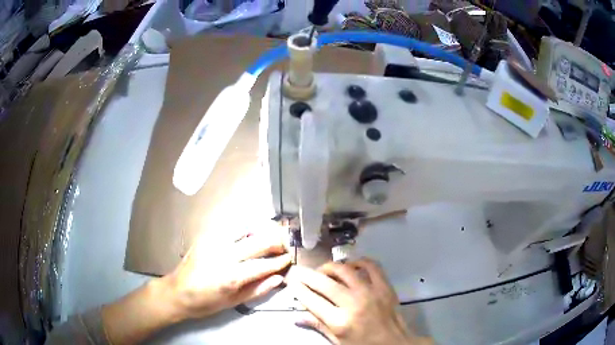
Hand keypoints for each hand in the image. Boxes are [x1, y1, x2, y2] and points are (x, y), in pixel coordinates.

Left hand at [162, 230, 290, 320]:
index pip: (263, 264)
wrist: (177, 291)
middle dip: (275, 242)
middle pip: (257, 241)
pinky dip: (244, 231)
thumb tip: (279, 278)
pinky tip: (249, 236)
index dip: (279, 261)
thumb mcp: (234, 302)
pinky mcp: (206, 236)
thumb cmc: (205, 302)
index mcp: (231, 275)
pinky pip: (231, 229)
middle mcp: (224, 254)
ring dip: (261, 232)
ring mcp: (214, 242)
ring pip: (245, 229)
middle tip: (284, 245)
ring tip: (270, 238)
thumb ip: (258, 289)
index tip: (289, 259)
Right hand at [288, 259, 431, 344]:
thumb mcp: (339, 341)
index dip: (299, 289)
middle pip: (325, 284)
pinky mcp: (385, 287)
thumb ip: (319, 326)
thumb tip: (298, 317)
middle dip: (308, 275)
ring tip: (323, 270)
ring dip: (330, 267)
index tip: (291, 281)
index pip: (313, 301)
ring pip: (345, 271)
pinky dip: (360, 262)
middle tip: (299, 271)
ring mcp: (371, 292)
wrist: (395, 343)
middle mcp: (354, 304)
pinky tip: (351, 265)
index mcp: (340, 322)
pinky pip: (371, 266)